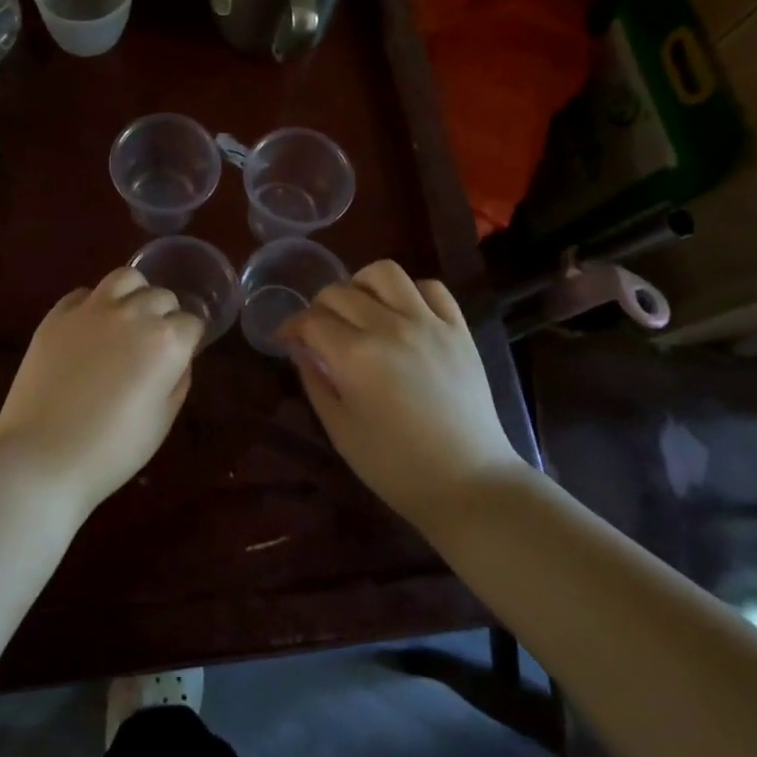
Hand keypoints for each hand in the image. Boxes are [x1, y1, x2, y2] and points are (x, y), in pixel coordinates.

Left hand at [0, 267, 203, 517]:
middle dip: (164, 315)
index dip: (188, 340)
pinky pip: (84, 293)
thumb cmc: (112, 450)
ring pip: (125, 277)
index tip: (179, 357)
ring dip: (134, 293)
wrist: (42, 457)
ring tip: (126, 317)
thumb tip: (177, 358)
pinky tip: (89, 328)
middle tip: (153, 343)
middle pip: (161, 296)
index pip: (191, 322)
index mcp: (166, 342)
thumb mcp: (162, 421)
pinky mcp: (57, 314)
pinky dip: (93, 304)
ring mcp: (91, 309)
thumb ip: (178, 380)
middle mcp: (133, 314)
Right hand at [280, 260, 526, 529]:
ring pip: (384, 273)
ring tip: (360, 308)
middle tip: (319, 330)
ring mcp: (428, 324)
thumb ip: (315, 381)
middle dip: (319, 307)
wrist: (469, 483)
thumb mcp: (340, 429)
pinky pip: (431, 287)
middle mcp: (389, 327)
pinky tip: (403, 313)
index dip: (292, 326)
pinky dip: (410, 292)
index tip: (287, 339)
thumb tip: (299, 348)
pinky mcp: (458, 329)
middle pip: (340, 291)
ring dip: (361, 284)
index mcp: (355, 356)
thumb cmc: (395, 466)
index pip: (311, 319)